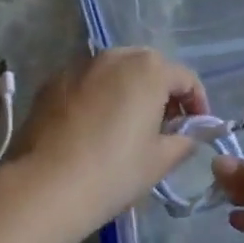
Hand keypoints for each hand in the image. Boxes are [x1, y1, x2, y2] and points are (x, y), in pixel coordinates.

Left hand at [7, 48, 208, 237]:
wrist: (46, 186)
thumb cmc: (114, 171)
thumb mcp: (160, 161)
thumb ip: (184, 140)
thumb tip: (189, 134)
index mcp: (148, 69)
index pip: (186, 78)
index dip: (197, 103)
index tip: (197, 129)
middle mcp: (115, 56)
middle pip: (149, 67)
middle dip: (162, 92)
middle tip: (164, 126)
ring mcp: (80, 65)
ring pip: (115, 71)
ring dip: (128, 91)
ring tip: (127, 125)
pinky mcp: (52, 81)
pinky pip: (87, 82)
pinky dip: (98, 96)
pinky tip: (93, 128)